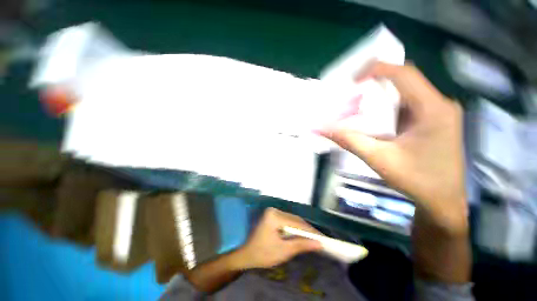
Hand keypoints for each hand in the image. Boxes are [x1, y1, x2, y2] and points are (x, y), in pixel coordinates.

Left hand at [233, 208, 321, 269]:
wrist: (246, 254)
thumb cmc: (262, 254)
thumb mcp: (283, 251)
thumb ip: (301, 245)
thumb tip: (318, 243)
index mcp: (274, 216)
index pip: (296, 223)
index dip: (310, 231)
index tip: (323, 239)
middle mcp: (274, 210)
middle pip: (295, 219)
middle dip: (307, 230)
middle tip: (320, 240)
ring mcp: (273, 212)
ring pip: (292, 220)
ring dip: (302, 229)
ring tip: (313, 238)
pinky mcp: (273, 216)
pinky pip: (288, 221)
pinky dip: (295, 228)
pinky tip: (302, 235)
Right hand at [323, 62, 467, 233]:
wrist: (443, 201)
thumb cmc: (417, 181)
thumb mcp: (379, 159)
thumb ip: (350, 141)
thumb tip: (323, 129)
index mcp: (432, 110)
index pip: (404, 74)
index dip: (377, 69)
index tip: (353, 79)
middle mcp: (439, 105)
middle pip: (405, 80)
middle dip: (376, 82)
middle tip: (351, 93)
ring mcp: (438, 112)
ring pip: (406, 92)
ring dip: (381, 95)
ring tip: (359, 105)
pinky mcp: (434, 120)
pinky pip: (409, 104)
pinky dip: (388, 106)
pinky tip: (375, 118)